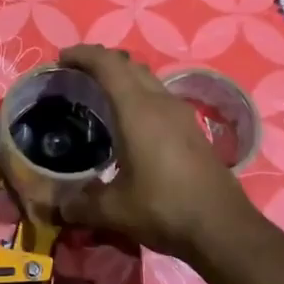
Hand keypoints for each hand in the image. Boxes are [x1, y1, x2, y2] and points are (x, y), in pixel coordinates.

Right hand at [56, 46, 256, 266]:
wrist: (223, 228)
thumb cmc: (164, 208)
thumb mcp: (114, 210)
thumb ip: (81, 204)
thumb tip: (59, 206)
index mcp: (138, 110)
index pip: (108, 64)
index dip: (83, 54)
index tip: (62, 59)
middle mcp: (161, 103)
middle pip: (129, 65)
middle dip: (101, 62)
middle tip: (76, 75)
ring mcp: (181, 115)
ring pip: (148, 80)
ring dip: (123, 77)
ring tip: (100, 95)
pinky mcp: (192, 130)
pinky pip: (159, 97)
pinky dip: (138, 96)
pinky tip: (129, 123)